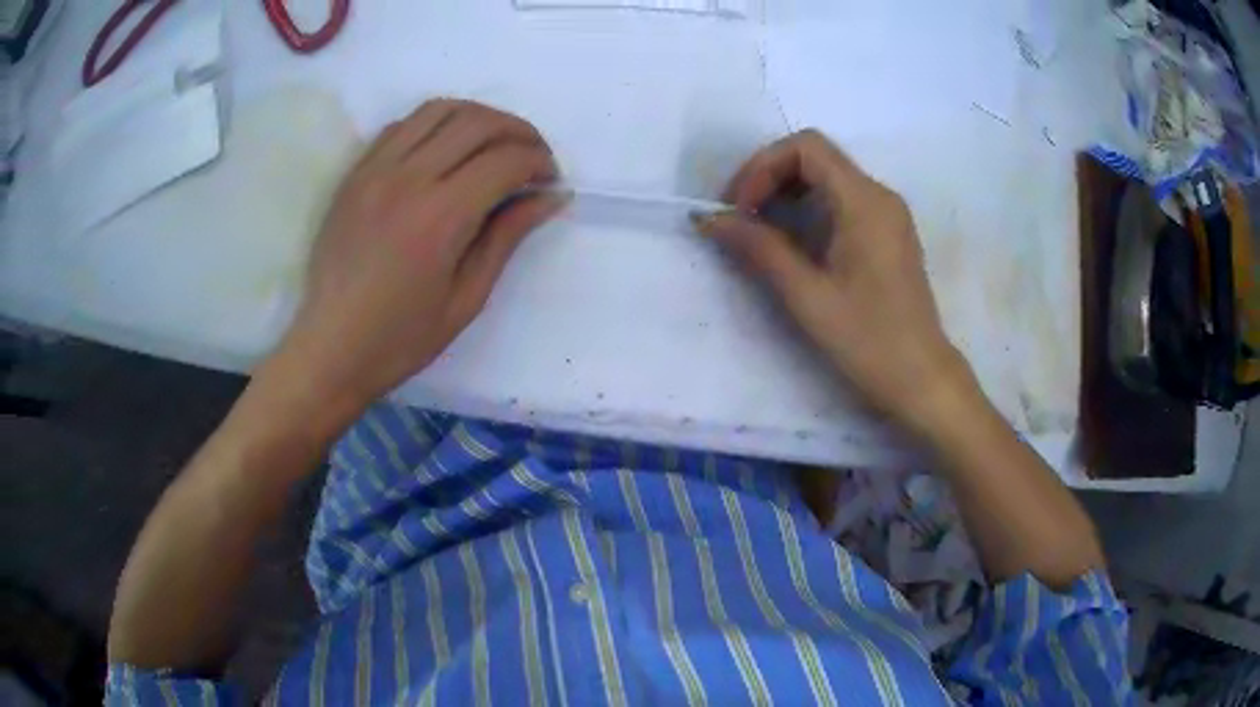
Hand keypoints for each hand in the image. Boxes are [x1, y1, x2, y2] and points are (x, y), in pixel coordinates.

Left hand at [272, 100, 564, 421]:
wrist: (330, 348)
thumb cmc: (401, 338)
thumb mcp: (466, 299)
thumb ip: (507, 237)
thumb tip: (551, 196)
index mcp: (440, 218)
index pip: (506, 160)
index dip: (539, 162)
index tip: (549, 182)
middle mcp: (407, 179)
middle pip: (478, 122)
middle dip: (519, 132)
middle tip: (532, 158)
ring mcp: (375, 169)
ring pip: (440, 109)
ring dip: (479, 118)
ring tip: (493, 145)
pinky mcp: (355, 172)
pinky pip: (403, 124)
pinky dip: (436, 124)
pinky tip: (445, 150)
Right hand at [695, 130, 976, 436]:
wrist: (920, 379)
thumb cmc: (867, 340)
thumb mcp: (807, 295)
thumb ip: (758, 248)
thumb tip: (709, 218)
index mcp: (864, 201)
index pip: (806, 147)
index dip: (763, 167)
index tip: (740, 208)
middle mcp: (880, 195)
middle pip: (816, 157)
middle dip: (770, 177)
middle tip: (740, 217)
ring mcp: (888, 214)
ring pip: (829, 178)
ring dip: (787, 193)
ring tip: (759, 231)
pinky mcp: (889, 234)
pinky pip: (843, 201)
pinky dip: (809, 209)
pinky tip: (793, 243)